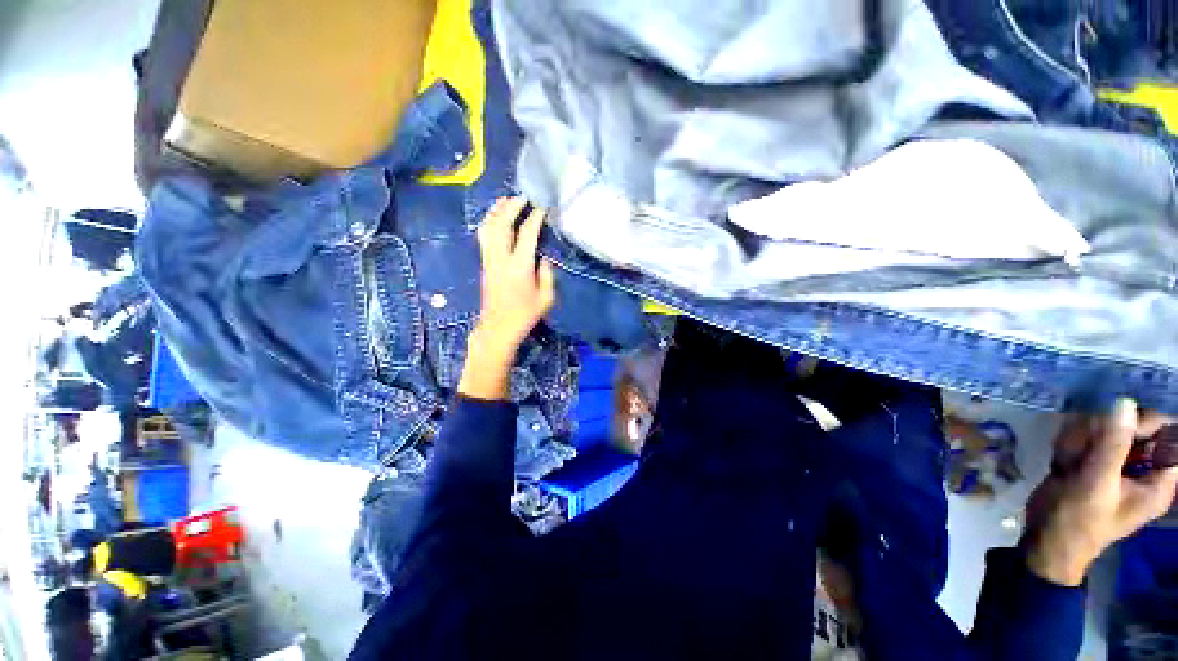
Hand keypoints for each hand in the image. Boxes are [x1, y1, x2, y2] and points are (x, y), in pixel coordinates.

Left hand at [459, 197, 555, 399]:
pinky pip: (484, 236)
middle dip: (512, 207)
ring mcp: (489, 260)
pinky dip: (489, 222)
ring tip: (506, 200)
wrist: (498, 328)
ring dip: (497, 211)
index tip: (542, 207)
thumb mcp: (546, 298)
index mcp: (520, 267)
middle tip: (522, 196)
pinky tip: (495, 217)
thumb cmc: (525, 315)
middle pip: (502, 225)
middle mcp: (501, 259)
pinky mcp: (484, 264)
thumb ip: (547, 274)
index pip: (527, 234)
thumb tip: (543, 257)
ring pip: (489, 228)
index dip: (534, 218)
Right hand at [1023, 399, 1177, 585]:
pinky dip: (1070, 444)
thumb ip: (1112, 445)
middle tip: (1083, 449)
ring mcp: (1114, 467)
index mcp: (1156, 480)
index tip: (1116, 425)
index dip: (1145, 424)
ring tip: (1068, 460)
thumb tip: (1124, 402)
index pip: (1167, 435)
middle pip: (1133, 428)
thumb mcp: (1096, 484)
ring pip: (1104, 431)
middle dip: (1103, 433)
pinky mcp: (1091, 464)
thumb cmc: (1078, 521)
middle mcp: (1141, 470)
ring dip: (1082, 439)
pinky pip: (1085, 439)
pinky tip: (1060, 461)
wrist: (1044, 542)